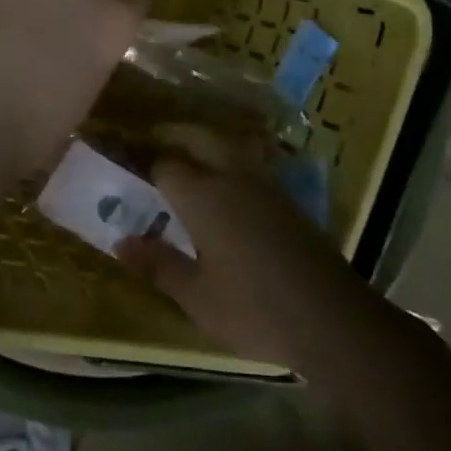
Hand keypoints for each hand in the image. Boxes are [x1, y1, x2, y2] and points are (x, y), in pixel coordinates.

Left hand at [0, 0, 143, 176]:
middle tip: (35, 39)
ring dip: (15, 0)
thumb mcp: (80, 100)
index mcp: (110, 18)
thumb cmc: (29, 135)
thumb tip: (67, 56)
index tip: (94, 35)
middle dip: (59, 5)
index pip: (129, 1)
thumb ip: (85, 62)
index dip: (109, 18)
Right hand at [115, 126, 369, 367]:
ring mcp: (265, 184)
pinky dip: (230, 158)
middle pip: (200, 137)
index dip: (145, 160)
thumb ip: (158, 264)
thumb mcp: (196, 296)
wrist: (330, 316)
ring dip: (206, 141)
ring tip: (189, 153)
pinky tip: (227, 182)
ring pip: (229, 144)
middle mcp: (232, 177)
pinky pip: (250, 162)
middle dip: (176, 134)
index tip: (128, 161)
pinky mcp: (288, 199)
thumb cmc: (253, 308)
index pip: (166, 164)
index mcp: (202, 196)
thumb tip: (121, 242)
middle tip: (155, 138)